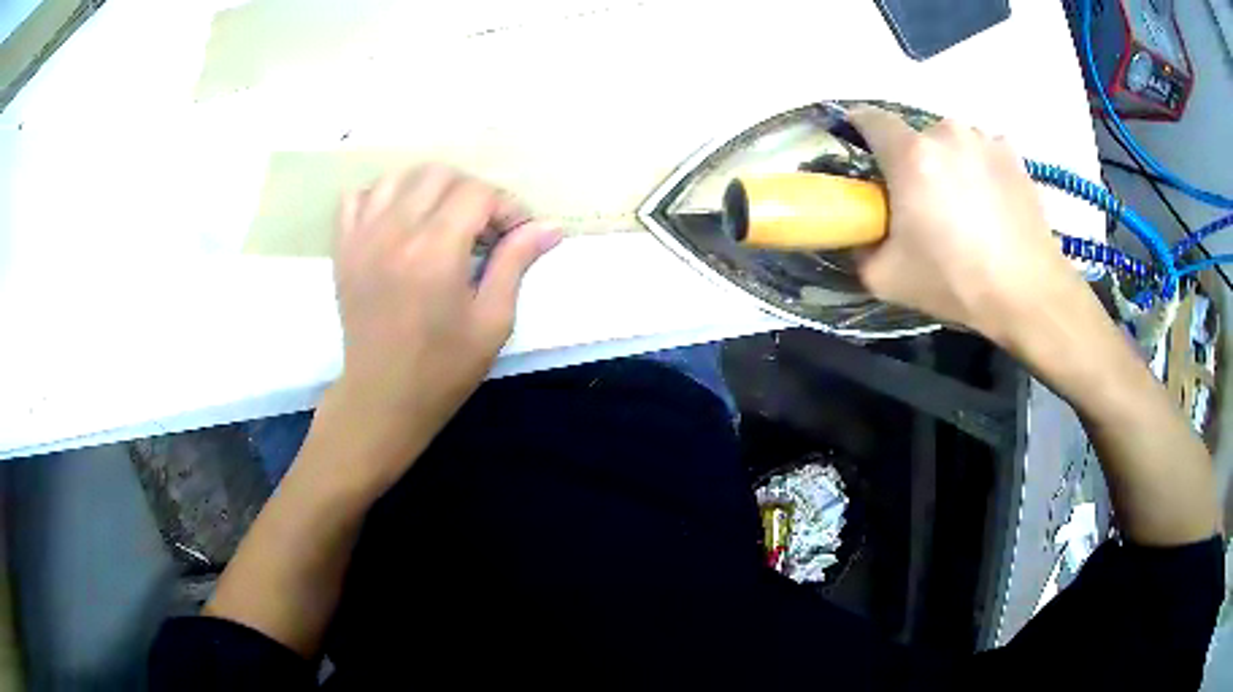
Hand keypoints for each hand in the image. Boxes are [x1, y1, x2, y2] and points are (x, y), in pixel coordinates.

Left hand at [322, 164, 561, 486]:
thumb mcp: (492, 321)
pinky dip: (381, 197)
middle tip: (482, 229)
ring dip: (429, 189)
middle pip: (439, 174)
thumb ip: (515, 263)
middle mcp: (395, 232)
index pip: (477, 193)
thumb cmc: (443, 368)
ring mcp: (362, 237)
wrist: (382, 398)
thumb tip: (549, 226)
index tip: (516, 234)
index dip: (506, 206)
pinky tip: (398, 222)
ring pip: (399, 177)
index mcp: (435, 251)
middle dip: (471, 192)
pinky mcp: (343, 248)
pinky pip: (357, 197)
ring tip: (442, 221)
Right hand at [847, 107, 1085, 344]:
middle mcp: (946, 133)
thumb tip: (859, 235)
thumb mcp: (887, 279)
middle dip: (911, 160)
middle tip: (922, 200)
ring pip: (952, 142)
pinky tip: (991, 202)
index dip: (859, 129)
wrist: (1028, 293)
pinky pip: (984, 151)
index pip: (869, 118)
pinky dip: (980, 168)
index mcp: (910, 155)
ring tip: (963, 204)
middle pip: (915, 136)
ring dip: (948, 162)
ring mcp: (984, 140)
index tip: (863, 152)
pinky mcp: (1013, 154)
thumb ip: (860, 249)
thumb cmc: (957, 282)